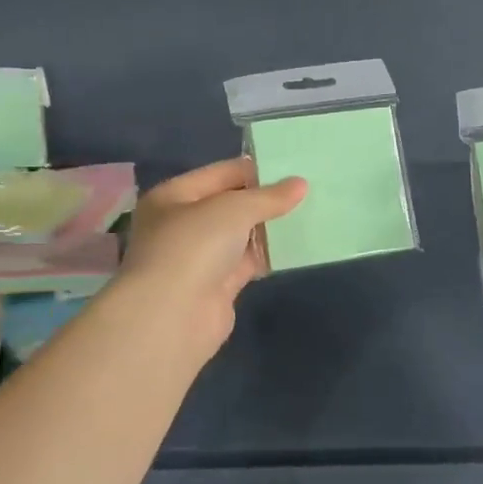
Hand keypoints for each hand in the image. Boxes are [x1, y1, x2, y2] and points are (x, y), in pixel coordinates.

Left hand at [118, 158, 306, 355]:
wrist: (173, 316)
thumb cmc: (193, 247)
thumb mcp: (233, 209)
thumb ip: (268, 197)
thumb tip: (300, 184)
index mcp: (173, 196)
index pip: (220, 173)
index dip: (255, 169)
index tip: (293, 167)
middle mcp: (181, 224)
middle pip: (229, 204)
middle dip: (264, 199)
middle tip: (307, 189)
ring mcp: (198, 257)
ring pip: (240, 235)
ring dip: (268, 227)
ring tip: (309, 212)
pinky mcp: (216, 286)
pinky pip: (246, 262)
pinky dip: (267, 255)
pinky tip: (297, 245)